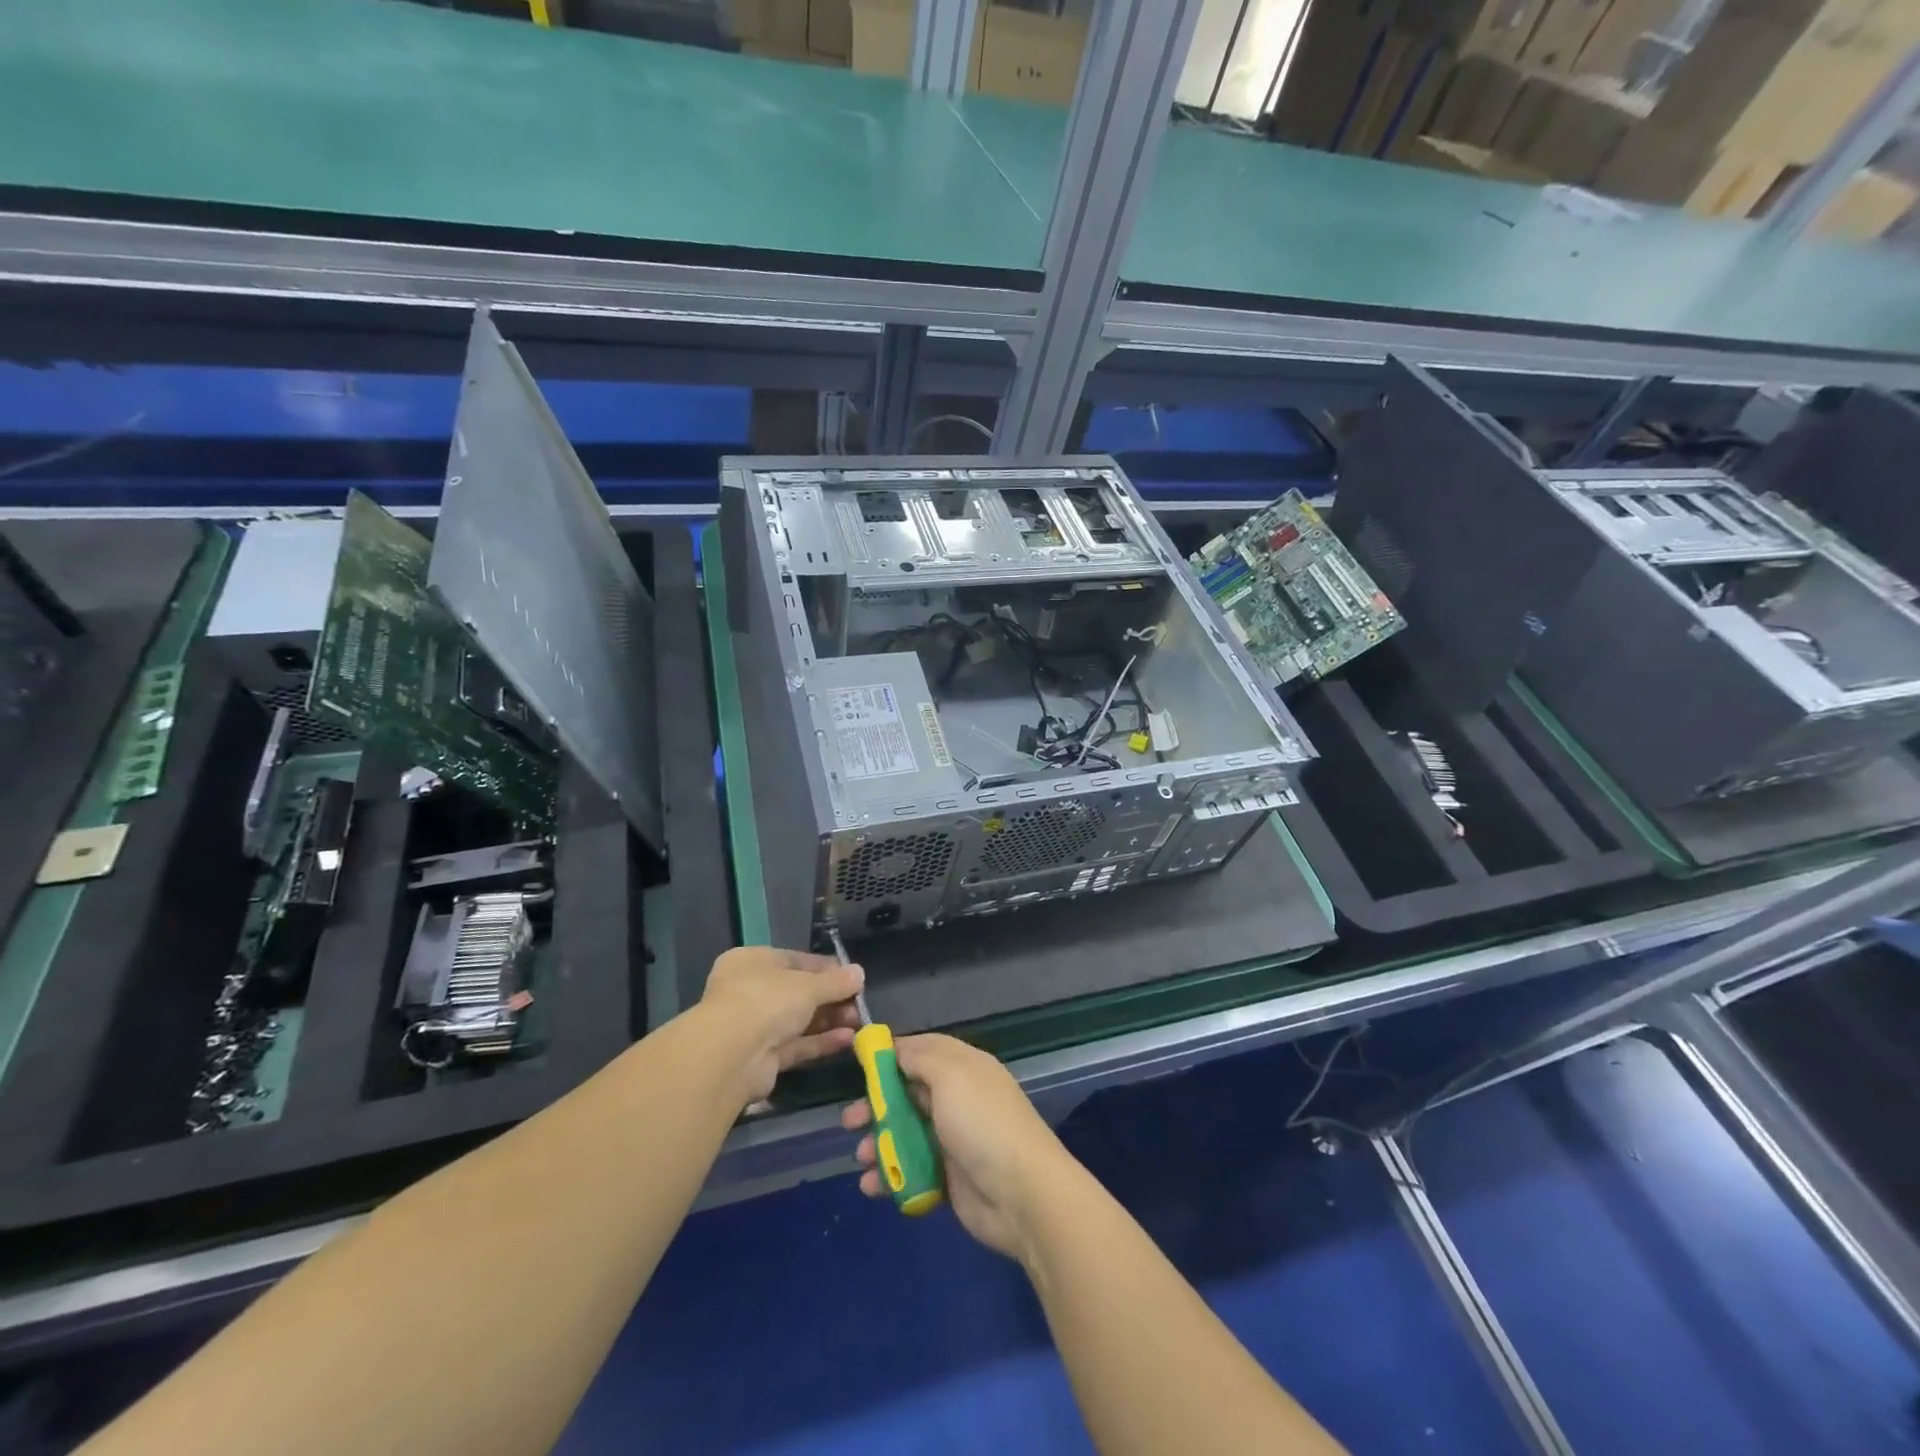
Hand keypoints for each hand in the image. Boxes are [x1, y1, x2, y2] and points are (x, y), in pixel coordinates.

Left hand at [699, 947, 863, 1104]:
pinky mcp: (761, 1058)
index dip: (826, 969)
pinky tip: (848, 1039)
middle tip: (859, 1004)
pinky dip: (820, 1042)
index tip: (853, 976)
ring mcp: (754, 1027)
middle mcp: (749, 991)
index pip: (795, 961)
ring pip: (798, 1021)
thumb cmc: (767, 1000)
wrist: (731, 1056)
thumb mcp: (808, 985)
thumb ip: (836, 981)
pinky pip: (796, 1045)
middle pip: (798, 993)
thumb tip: (859, 973)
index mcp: (753, 962)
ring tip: (860, 1022)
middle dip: (831, 999)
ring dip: (829, 1021)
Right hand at [843, 1034, 1077, 1260]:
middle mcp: (957, 1099)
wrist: (1022, 1195)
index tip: (858, 1063)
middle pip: (907, 1093)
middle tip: (848, 1120)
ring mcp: (953, 1140)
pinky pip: (910, 1171)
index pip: (922, 1050)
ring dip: (878, 1143)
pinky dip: (889, 1176)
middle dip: (875, 1104)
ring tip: (861, 1157)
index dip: (891, 1055)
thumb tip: (897, 1046)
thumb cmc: (982, 1123)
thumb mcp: (951, 1075)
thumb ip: (921, 1057)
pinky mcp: (948, 1179)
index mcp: (963, 1067)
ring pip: (904, 1134)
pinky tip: (872, 1185)